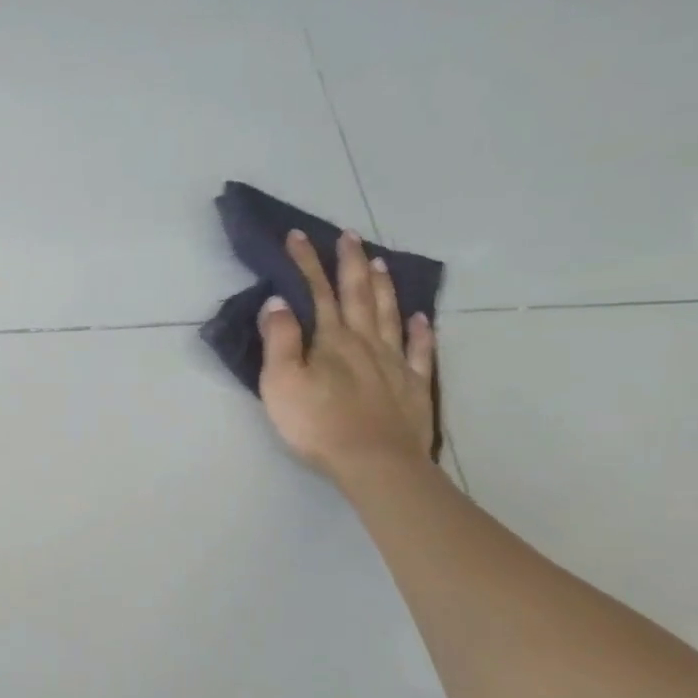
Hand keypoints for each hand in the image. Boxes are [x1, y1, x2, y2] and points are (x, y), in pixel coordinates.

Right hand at [258, 229, 436, 480]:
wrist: (374, 462)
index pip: (317, 292)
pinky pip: (418, 350)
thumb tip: (278, 301)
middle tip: (349, 236)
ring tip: (378, 263)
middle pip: (358, 295)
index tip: (298, 236)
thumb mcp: (280, 382)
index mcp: (330, 340)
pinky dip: (418, 330)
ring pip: (388, 314)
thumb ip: (279, 340)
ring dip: (382, 286)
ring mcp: (393, 362)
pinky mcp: (412, 385)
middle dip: (349, 263)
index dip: (306, 263)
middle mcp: (364, 342)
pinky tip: (419, 317)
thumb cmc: (316, 423)